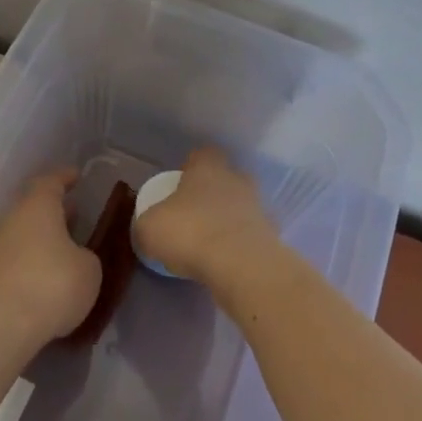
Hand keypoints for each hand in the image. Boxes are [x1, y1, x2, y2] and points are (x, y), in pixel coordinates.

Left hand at [0, 170, 101, 347]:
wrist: (0, 326)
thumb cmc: (52, 285)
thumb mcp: (89, 269)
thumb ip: (85, 256)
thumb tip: (74, 258)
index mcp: (37, 209)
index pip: (50, 183)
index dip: (64, 178)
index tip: (76, 176)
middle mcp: (11, 222)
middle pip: (32, 209)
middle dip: (53, 212)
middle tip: (74, 216)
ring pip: (21, 236)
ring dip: (41, 240)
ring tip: (63, 252)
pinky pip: (13, 262)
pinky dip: (29, 265)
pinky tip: (43, 282)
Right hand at [133, 147, 277, 282]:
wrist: (242, 265)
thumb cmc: (190, 232)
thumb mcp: (149, 228)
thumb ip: (149, 222)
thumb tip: (151, 227)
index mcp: (208, 168)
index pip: (202, 155)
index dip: (190, 168)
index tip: (178, 186)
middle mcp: (237, 180)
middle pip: (224, 179)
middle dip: (211, 194)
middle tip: (192, 216)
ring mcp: (258, 207)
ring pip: (240, 207)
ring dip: (226, 221)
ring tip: (207, 245)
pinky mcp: (272, 236)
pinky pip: (249, 235)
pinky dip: (238, 245)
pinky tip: (224, 263)